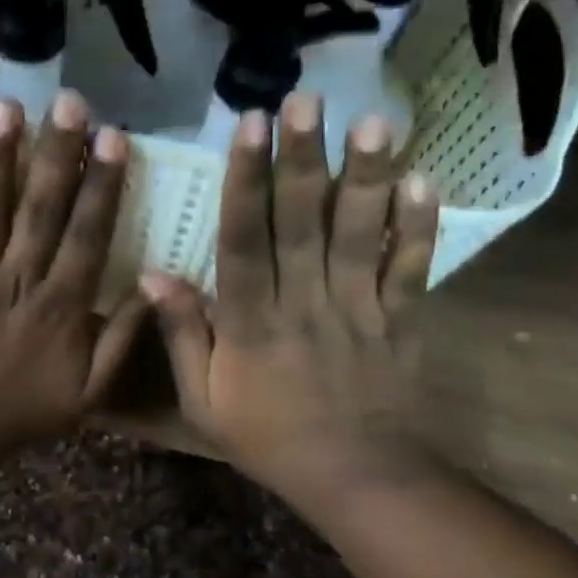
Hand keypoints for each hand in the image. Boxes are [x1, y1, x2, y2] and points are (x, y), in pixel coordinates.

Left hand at [0, 90, 149, 453]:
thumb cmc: (19, 413)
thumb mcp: (87, 393)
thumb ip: (122, 341)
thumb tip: (156, 286)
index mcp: (61, 307)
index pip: (88, 234)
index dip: (102, 184)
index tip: (113, 137)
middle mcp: (18, 280)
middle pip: (41, 208)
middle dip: (57, 152)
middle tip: (68, 101)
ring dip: (1, 153)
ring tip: (9, 105)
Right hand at [141, 92, 440, 509]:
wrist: (355, 477)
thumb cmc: (268, 439)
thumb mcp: (203, 401)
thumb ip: (182, 336)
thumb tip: (155, 274)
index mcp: (251, 323)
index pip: (243, 241)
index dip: (245, 182)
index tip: (246, 129)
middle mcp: (304, 304)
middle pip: (302, 222)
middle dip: (302, 159)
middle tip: (306, 100)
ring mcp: (357, 309)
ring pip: (358, 235)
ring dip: (364, 177)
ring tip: (370, 123)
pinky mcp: (401, 321)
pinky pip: (410, 269)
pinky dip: (418, 227)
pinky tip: (422, 180)